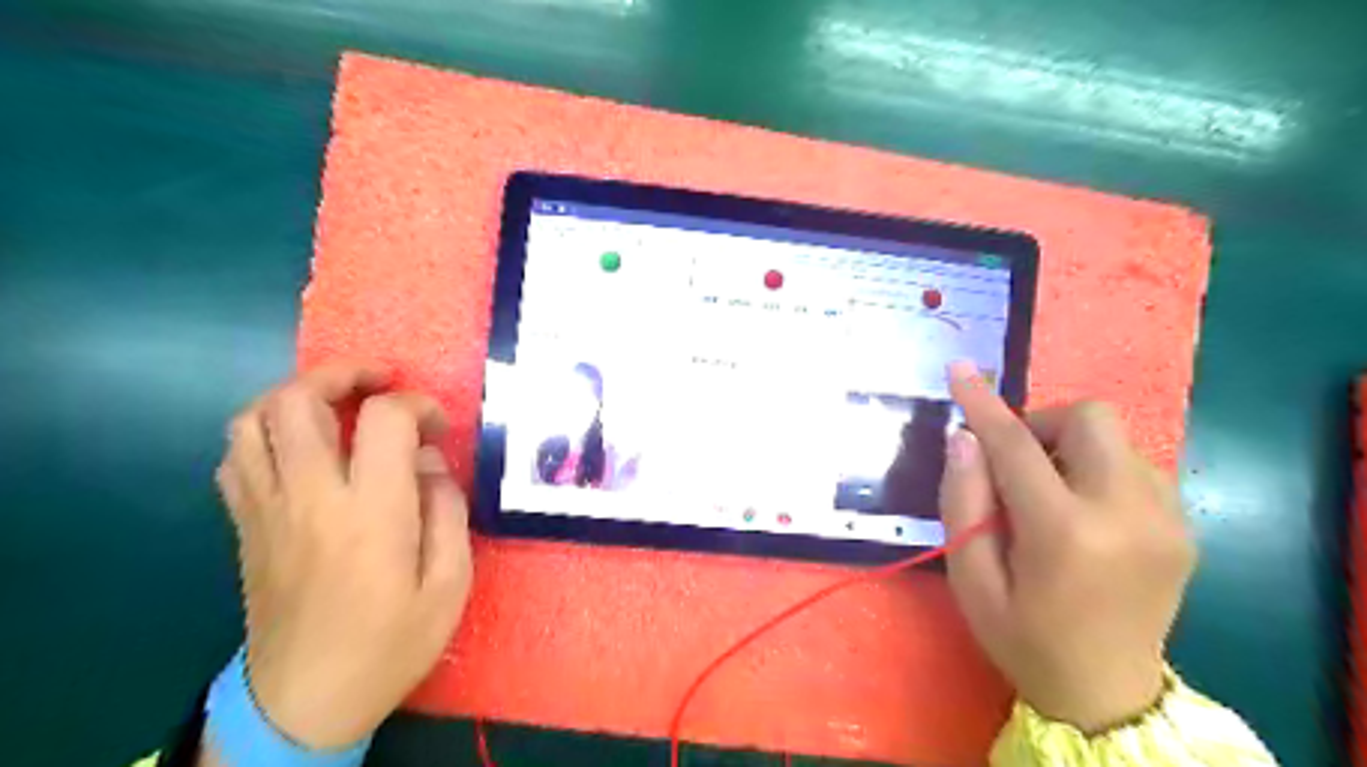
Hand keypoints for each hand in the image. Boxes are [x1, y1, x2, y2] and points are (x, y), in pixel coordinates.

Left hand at [210, 363, 473, 748]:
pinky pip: (236, 456)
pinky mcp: (245, 526)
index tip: (438, 426)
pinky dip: (265, 431)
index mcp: (371, 512)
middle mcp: (309, 497)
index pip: (383, 419)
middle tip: (379, 384)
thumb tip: (429, 462)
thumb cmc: (391, 643)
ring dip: (295, 396)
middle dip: (342, 375)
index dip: (417, 405)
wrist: (304, 702)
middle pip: (298, 401)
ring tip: (336, 404)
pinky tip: (299, 446)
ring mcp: (266, 510)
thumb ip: (447, 510)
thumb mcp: (450, 583)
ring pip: (251, 420)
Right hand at [941, 364, 1198, 732]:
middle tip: (1014, 463)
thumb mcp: (970, 578)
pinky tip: (1082, 509)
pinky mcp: (1183, 527)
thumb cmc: (1023, 638)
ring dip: (1070, 448)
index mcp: (1066, 534)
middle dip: (1043, 423)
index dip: (983, 403)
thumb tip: (965, 438)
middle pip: (1090, 418)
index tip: (960, 370)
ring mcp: (1166, 519)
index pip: (1016, 446)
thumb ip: (963, 501)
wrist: (1108, 696)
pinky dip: (1097, 468)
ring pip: (1116, 437)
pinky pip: (1135, 464)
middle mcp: (1128, 514)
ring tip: (1047, 492)